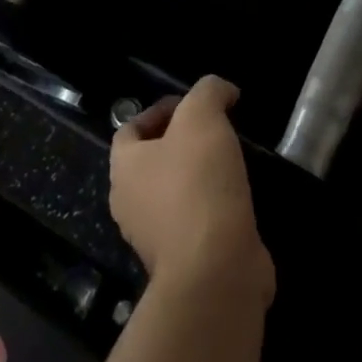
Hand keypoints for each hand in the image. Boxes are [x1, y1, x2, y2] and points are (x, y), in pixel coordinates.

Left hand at [111, 77, 273, 301]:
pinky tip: (237, 197)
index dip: (159, 110)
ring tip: (231, 161)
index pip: (130, 128)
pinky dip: (213, 207)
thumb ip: (209, 92)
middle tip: (215, 130)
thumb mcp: (203, 117)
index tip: (194, 105)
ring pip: (174, 193)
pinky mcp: (184, 262)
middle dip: (181, 141)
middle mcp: (131, 203)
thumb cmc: (198, 185)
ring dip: (199, 175)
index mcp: (124, 167)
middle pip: (152, 160)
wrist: (215, 271)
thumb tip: (221, 90)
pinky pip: (195, 222)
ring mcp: (155, 237)